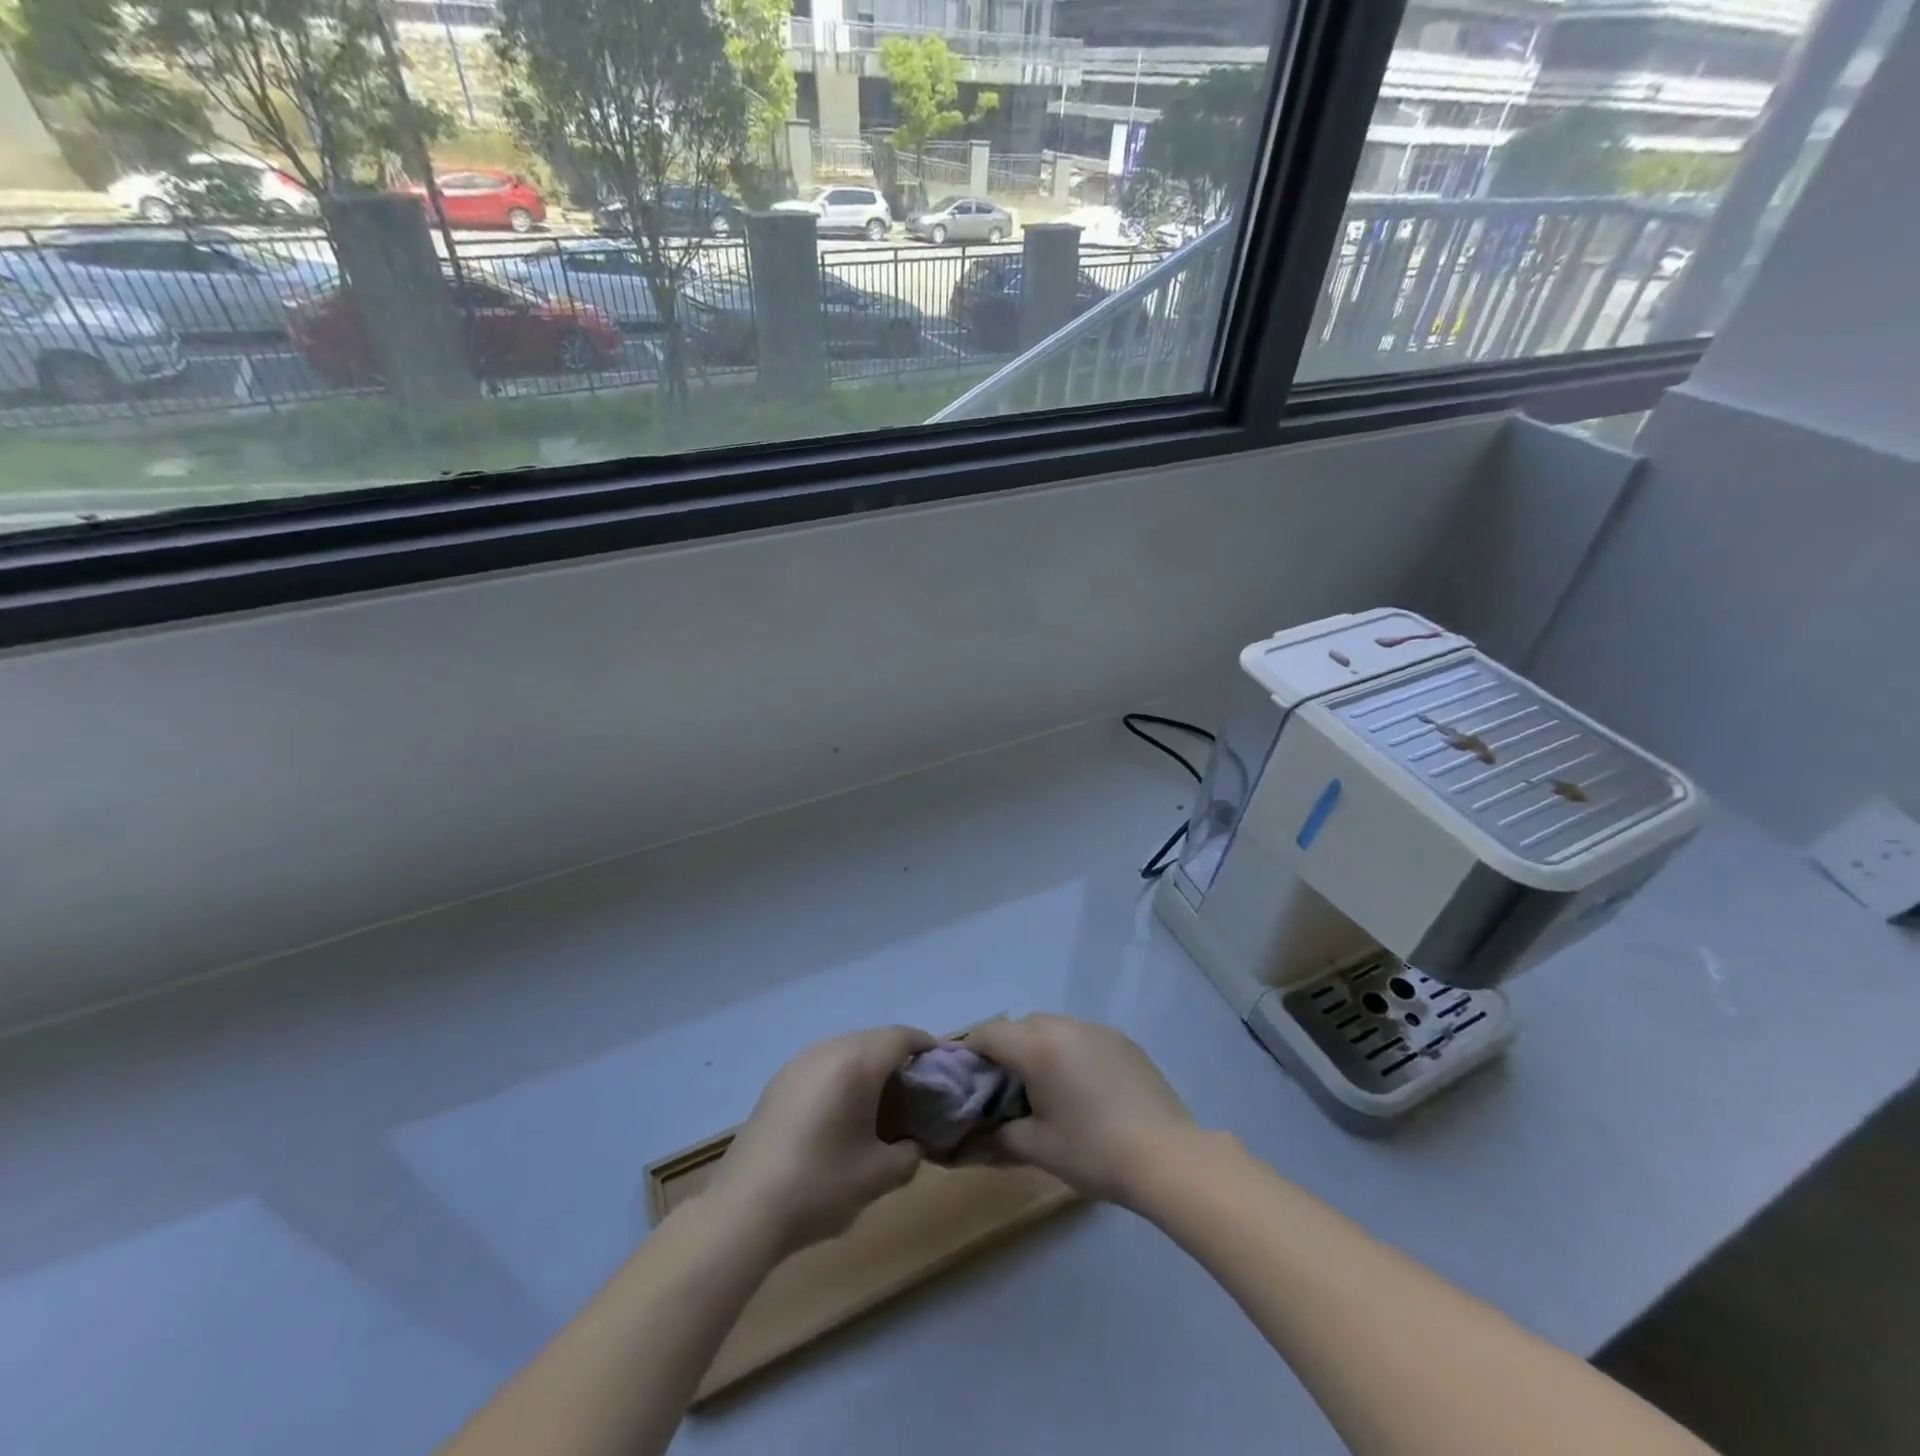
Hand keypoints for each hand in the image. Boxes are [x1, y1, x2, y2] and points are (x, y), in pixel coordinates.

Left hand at [705, 1025, 933, 1256]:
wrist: (744, 1210)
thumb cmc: (820, 1186)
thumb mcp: (879, 1176)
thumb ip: (910, 1153)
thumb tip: (912, 1143)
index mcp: (857, 1063)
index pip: (903, 1037)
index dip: (928, 1047)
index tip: (945, 1067)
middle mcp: (828, 1050)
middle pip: (875, 1039)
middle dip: (900, 1058)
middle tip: (917, 1091)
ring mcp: (799, 1063)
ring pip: (847, 1049)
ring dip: (870, 1066)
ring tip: (881, 1103)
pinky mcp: (779, 1081)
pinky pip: (824, 1064)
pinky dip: (843, 1076)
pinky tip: (843, 1113)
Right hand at [962, 1014, 1195, 1209]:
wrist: (1168, 1157)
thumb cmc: (1094, 1151)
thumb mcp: (1038, 1148)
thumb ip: (998, 1135)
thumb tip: (973, 1136)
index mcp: (1037, 1046)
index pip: (989, 1034)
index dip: (971, 1053)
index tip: (968, 1081)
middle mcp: (1065, 1026)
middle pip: (1021, 1026)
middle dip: (1007, 1051)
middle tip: (1007, 1092)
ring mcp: (1097, 1029)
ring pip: (1053, 1028)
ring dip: (1040, 1049)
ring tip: (1048, 1091)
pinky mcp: (1123, 1040)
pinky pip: (1082, 1037)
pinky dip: (1070, 1053)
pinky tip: (1084, 1090)